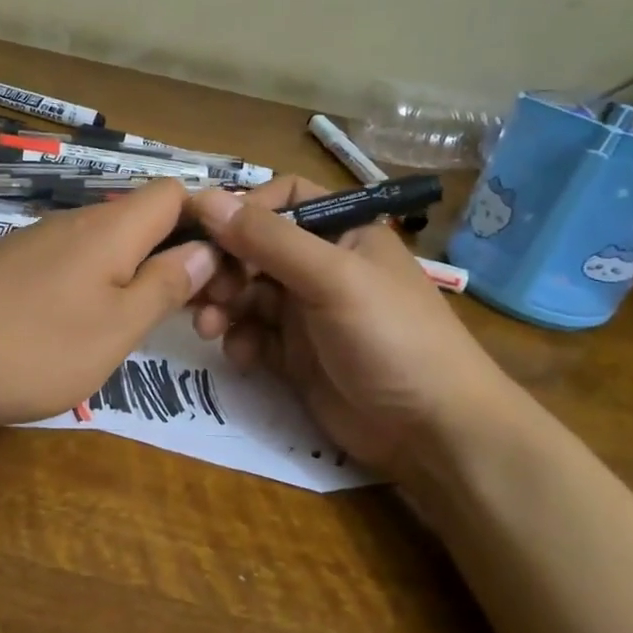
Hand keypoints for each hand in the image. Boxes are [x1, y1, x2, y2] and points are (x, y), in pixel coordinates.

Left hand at [0, 179, 220, 427]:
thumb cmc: (37, 348)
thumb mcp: (118, 327)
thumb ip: (165, 285)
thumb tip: (204, 250)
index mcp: (110, 228)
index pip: (173, 192)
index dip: (204, 220)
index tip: (219, 269)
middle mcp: (74, 222)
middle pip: (140, 218)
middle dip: (172, 255)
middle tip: (189, 312)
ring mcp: (37, 241)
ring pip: (105, 242)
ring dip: (132, 273)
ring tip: (138, 325)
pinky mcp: (11, 265)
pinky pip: (70, 260)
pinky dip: (92, 282)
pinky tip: (80, 325)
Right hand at [188, 177, 518, 470]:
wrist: (432, 433)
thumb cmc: (391, 338)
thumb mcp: (332, 279)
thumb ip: (268, 240)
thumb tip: (204, 198)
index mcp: (341, 232)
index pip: (282, 199)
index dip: (243, 210)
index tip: (204, 230)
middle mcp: (320, 265)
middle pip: (253, 248)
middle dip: (223, 266)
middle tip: (200, 290)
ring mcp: (306, 311)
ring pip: (246, 292)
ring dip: (222, 305)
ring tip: (209, 327)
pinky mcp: (295, 354)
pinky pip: (252, 334)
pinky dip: (240, 341)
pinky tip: (243, 357)